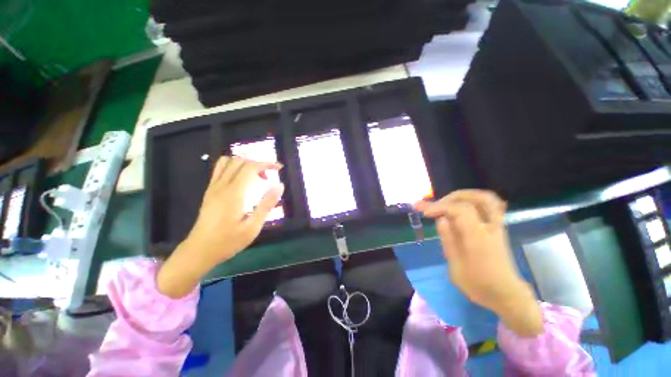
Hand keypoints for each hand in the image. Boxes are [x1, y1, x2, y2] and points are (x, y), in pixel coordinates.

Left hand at [157, 157, 283, 297]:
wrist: (199, 251)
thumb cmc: (228, 241)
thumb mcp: (253, 226)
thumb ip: (267, 204)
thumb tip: (280, 186)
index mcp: (234, 193)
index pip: (250, 167)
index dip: (266, 163)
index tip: (279, 168)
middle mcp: (222, 186)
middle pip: (240, 161)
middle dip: (257, 164)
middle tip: (268, 178)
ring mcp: (213, 187)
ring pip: (228, 162)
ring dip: (244, 164)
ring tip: (255, 176)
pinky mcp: (209, 191)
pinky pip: (219, 169)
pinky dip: (233, 167)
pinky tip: (241, 180)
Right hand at [415, 190, 542, 336]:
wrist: (506, 294)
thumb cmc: (478, 284)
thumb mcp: (456, 266)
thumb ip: (448, 240)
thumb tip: (440, 219)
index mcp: (478, 237)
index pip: (459, 210)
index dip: (439, 206)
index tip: (424, 212)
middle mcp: (490, 227)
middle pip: (477, 198)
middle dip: (452, 197)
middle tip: (437, 204)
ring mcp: (497, 226)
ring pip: (487, 198)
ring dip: (464, 196)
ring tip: (447, 202)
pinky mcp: (498, 228)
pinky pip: (490, 206)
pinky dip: (474, 201)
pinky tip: (462, 207)